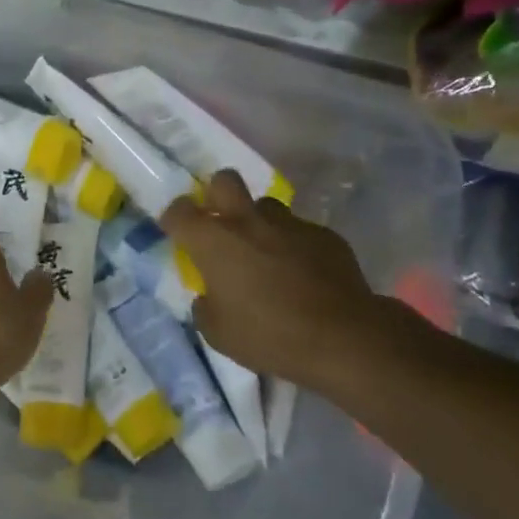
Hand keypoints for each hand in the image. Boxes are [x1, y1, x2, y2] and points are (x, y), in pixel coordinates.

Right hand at [161, 170, 388, 387]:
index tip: (177, 232)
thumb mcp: (218, 334)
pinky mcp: (324, 235)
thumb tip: (209, 296)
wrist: (343, 339)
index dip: (174, 218)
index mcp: (213, 241)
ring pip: (266, 206)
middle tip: (222, 223)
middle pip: (224, 180)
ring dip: (259, 222)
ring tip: (266, 252)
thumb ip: (205, 306)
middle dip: (217, 194)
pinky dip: (294, 246)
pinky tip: (303, 273)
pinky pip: (300, 231)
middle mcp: (247, 221)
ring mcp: (289, 224)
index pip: (179, 211)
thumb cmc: (269, 336)